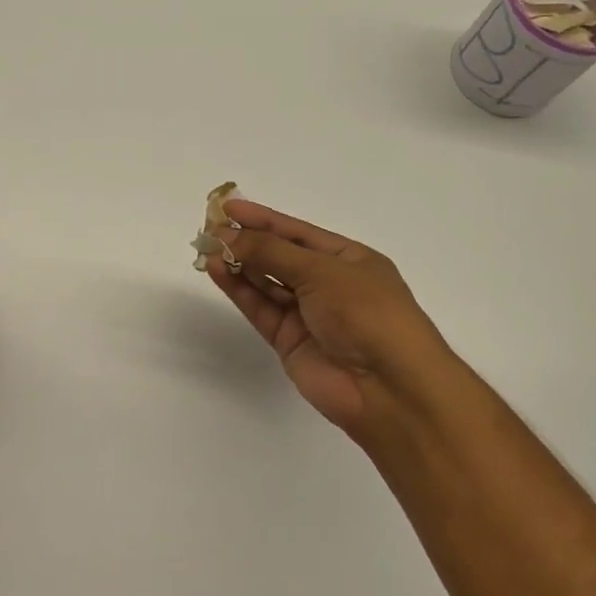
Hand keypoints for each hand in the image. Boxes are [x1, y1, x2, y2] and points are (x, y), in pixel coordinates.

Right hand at [208, 201, 454, 444]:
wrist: (388, 388)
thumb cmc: (367, 313)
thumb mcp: (322, 271)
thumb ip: (271, 252)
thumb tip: (229, 236)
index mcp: (349, 260)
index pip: (298, 232)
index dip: (263, 218)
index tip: (228, 207)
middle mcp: (328, 284)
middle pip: (280, 256)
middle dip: (247, 241)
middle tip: (210, 228)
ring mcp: (308, 314)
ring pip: (266, 282)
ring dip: (238, 265)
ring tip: (207, 248)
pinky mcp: (289, 341)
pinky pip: (260, 308)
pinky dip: (239, 289)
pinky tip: (218, 271)